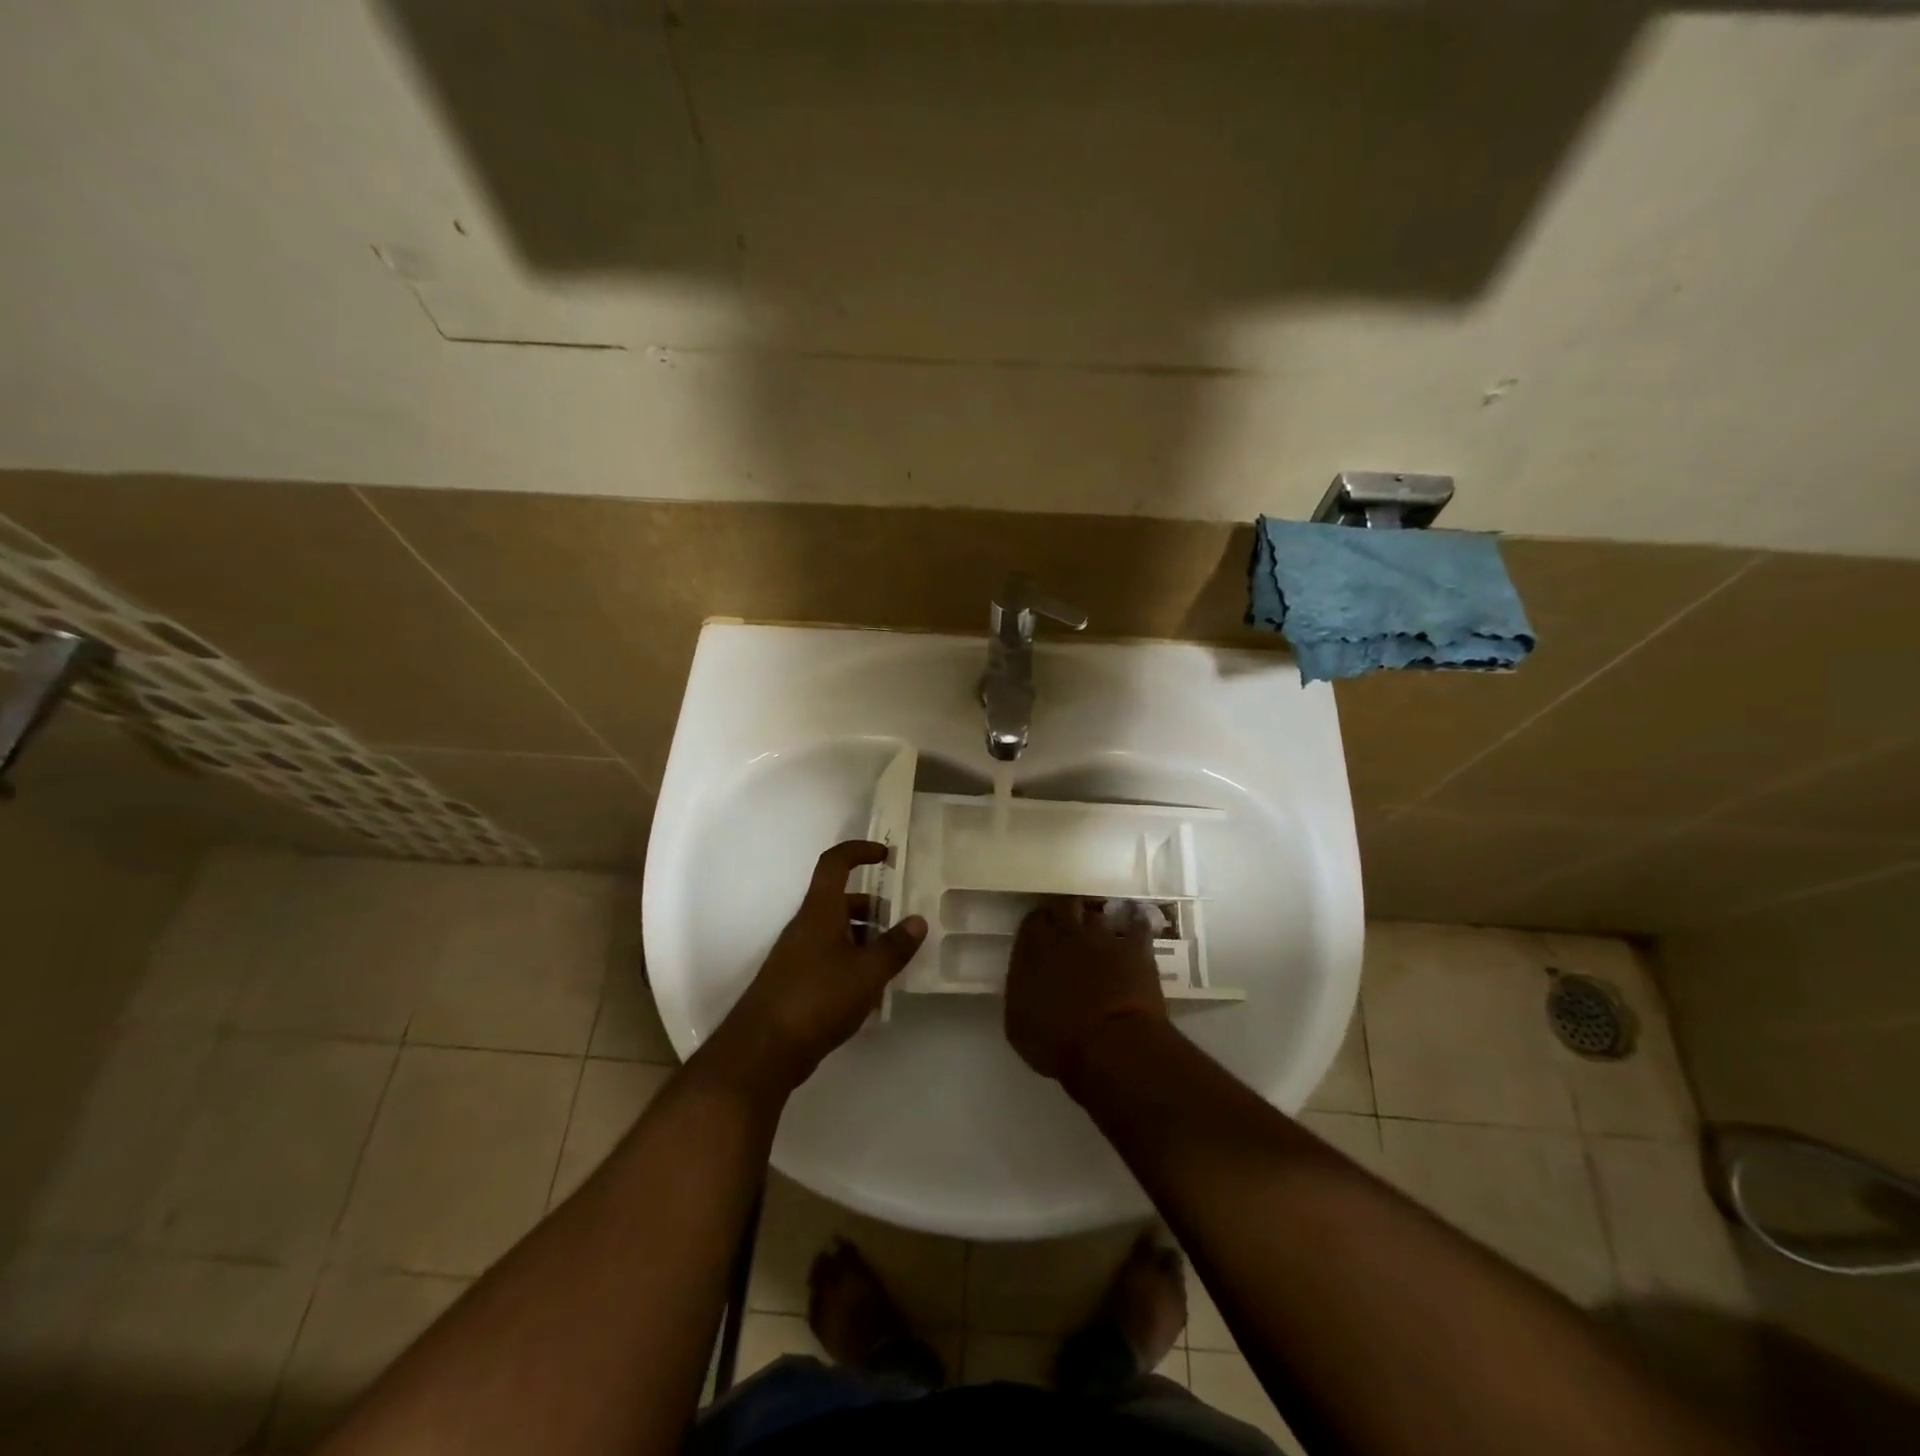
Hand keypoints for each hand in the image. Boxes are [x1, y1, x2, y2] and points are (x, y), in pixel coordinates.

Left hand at [719, 840, 925, 1092]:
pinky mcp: (796, 983)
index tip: (886, 855)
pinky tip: (872, 989)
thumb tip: (918, 920)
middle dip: (873, 906)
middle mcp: (806, 926)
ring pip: (837, 932)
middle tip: (903, 923)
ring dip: (865, 937)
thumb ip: (895, 946)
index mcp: (820, 911)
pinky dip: (853, 962)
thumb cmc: (818, 998)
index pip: (835, 864)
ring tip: (895, 958)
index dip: (859, 851)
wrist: (763, 1050)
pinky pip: (830, 958)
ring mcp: (798, 955)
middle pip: (841, 901)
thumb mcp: (867, 972)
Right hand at [1005, 898, 1167, 1084]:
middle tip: (1069, 929)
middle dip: (1066, 913)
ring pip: (1098, 914)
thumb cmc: (1057, 1042)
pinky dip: (1136, 925)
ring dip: (1097, 923)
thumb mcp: (1018, 1022)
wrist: (1111, 1047)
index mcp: (1035, 948)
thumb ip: (1020, 988)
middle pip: (1065, 905)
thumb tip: (1026, 976)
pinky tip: (1137, 927)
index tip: (1040, 938)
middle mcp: (1067, 932)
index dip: (1038, 927)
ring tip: (1100, 934)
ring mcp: (1103, 936)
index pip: (1032, 919)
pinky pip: (1138, 925)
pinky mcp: (1136, 947)